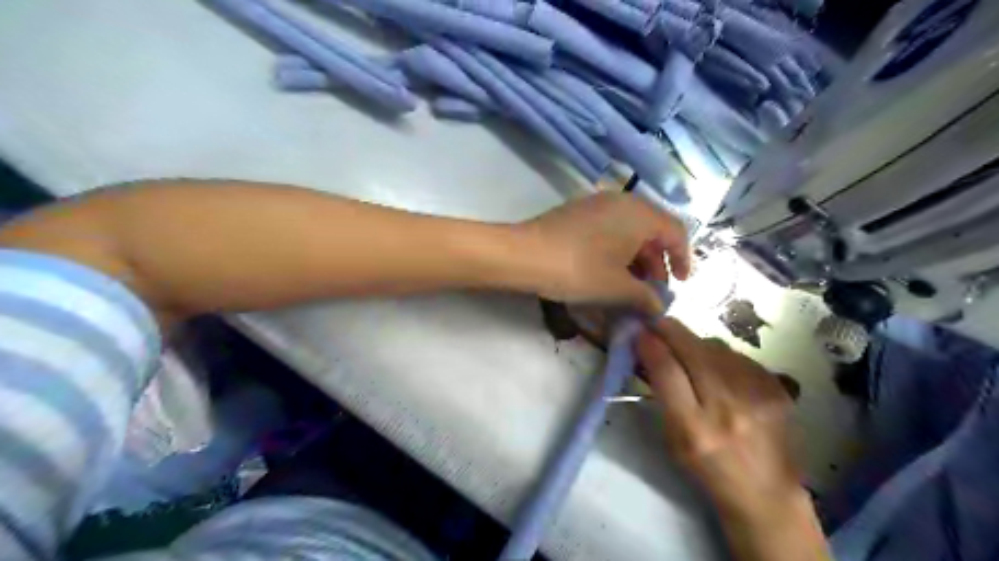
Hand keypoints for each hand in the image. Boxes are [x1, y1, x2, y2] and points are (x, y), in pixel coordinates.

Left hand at [515, 194, 686, 314]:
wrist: (524, 255)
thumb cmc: (579, 270)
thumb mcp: (617, 288)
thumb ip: (646, 297)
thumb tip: (658, 307)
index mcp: (640, 213)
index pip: (676, 232)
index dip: (683, 259)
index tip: (681, 283)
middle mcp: (622, 201)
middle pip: (652, 230)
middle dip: (657, 263)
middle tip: (651, 291)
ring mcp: (597, 203)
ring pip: (629, 230)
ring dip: (636, 258)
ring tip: (630, 286)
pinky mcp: (577, 212)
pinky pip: (609, 228)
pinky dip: (616, 250)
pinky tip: (607, 271)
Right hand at [636, 319, 831, 559]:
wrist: (769, 492)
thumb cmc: (709, 469)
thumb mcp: (674, 439)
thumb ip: (662, 393)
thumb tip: (649, 349)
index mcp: (694, 429)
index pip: (666, 370)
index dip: (649, 344)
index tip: (638, 331)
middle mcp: (728, 407)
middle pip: (692, 348)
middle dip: (669, 330)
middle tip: (656, 325)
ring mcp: (756, 394)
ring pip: (714, 346)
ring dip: (694, 343)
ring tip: (687, 354)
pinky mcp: (776, 386)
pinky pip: (736, 354)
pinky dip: (719, 355)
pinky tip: (717, 369)